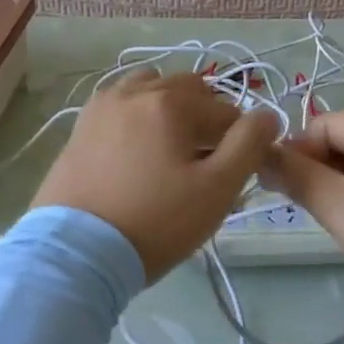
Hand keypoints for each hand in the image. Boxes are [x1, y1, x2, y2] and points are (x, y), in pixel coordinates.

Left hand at [33, 70, 278, 282]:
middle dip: (205, 118)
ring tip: (170, 151)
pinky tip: (137, 154)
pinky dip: (138, 117)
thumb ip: (249, 145)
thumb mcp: (217, 188)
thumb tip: (267, 115)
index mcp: (169, 101)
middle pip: (188, 90)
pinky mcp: (80, 128)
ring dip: (169, 109)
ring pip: (150, 90)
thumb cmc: (155, 222)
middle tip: (205, 162)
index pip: (224, 110)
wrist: (76, 254)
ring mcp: (101, 107)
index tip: (234, 173)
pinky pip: (121, 107)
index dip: (239, 140)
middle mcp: (133, 91)